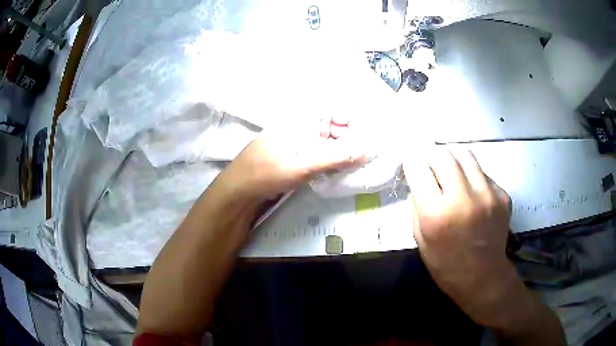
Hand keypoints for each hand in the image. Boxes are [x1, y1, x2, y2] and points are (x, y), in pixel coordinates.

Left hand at [217, 120, 368, 201]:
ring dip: (341, 151)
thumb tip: (366, 150)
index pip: (333, 110)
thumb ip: (336, 157)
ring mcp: (298, 140)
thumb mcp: (303, 165)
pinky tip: (339, 169)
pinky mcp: (296, 154)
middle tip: (362, 157)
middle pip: (333, 125)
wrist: (240, 190)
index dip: (352, 121)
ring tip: (354, 164)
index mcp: (300, 119)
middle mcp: (300, 125)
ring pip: (327, 140)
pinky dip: (331, 158)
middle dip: (349, 139)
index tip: (365, 139)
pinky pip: (319, 151)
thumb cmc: (267, 172)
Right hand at [404, 147, 516, 325]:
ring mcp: (487, 194)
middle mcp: (463, 198)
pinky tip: (471, 192)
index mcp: (437, 214)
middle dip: (431, 155)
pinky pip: (482, 173)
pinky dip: (472, 176)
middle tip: (430, 164)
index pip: (418, 168)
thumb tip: (420, 178)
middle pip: (443, 154)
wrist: (484, 277)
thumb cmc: (446, 265)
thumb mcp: (421, 239)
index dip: (412, 161)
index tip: (411, 162)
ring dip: (453, 159)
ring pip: (465, 155)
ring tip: (450, 171)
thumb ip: (419, 205)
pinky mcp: (502, 195)